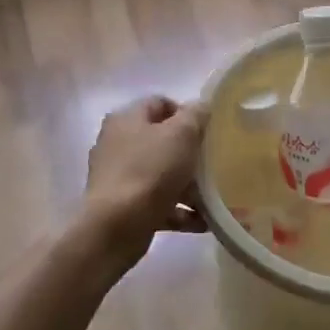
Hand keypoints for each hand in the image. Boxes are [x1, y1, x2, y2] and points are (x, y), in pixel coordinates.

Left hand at [84, 97, 208, 256]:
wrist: (117, 226)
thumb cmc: (151, 170)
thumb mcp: (182, 133)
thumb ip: (196, 115)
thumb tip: (201, 107)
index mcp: (127, 119)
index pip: (160, 104)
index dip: (186, 113)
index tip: (208, 131)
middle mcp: (117, 144)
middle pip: (162, 141)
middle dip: (190, 153)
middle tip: (213, 163)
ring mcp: (118, 177)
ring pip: (161, 174)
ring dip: (188, 186)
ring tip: (212, 198)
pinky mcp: (122, 207)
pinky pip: (157, 203)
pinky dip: (179, 210)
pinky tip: (202, 221)